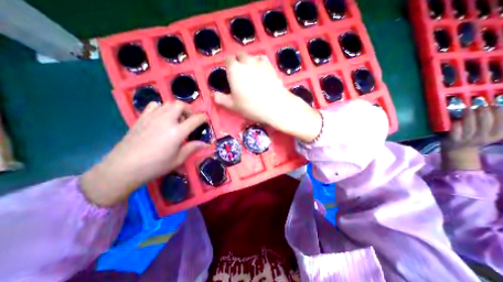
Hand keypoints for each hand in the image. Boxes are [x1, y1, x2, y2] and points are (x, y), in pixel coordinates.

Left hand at [82, 101, 206, 206]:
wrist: (123, 167)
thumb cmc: (155, 166)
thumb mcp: (178, 159)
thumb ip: (193, 148)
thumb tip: (206, 144)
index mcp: (177, 132)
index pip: (195, 119)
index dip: (203, 118)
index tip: (205, 121)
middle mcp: (166, 120)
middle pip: (180, 105)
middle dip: (189, 109)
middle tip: (190, 119)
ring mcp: (152, 117)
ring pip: (168, 103)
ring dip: (177, 109)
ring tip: (178, 119)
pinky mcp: (141, 118)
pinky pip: (154, 106)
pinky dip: (162, 108)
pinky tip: (162, 118)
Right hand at [214, 53, 318, 142]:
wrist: (275, 106)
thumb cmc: (251, 106)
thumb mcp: (232, 105)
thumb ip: (220, 99)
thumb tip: (212, 94)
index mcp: (234, 70)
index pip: (229, 61)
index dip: (229, 67)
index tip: (231, 76)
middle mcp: (246, 62)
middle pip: (240, 56)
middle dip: (239, 62)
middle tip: (241, 76)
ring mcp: (260, 62)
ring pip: (252, 56)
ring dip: (249, 62)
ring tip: (252, 74)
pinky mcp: (271, 66)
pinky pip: (263, 59)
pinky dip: (260, 63)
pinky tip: (262, 71)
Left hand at [441, 105, 502, 170]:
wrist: (458, 151)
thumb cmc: (473, 138)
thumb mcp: (490, 132)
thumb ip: (494, 122)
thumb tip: (499, 106)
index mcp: (497, 135)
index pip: (502, 122)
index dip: (500, 112)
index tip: (496, 102)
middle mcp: (484, 137)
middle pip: (487, 123)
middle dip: (484, 111)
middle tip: (480, 102)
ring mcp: (467, 139)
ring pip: (471, 126)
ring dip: (469, 116)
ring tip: (468, 107)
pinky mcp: (453, 140)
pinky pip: (456, 131)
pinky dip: (457, 125)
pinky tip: (456, 119)